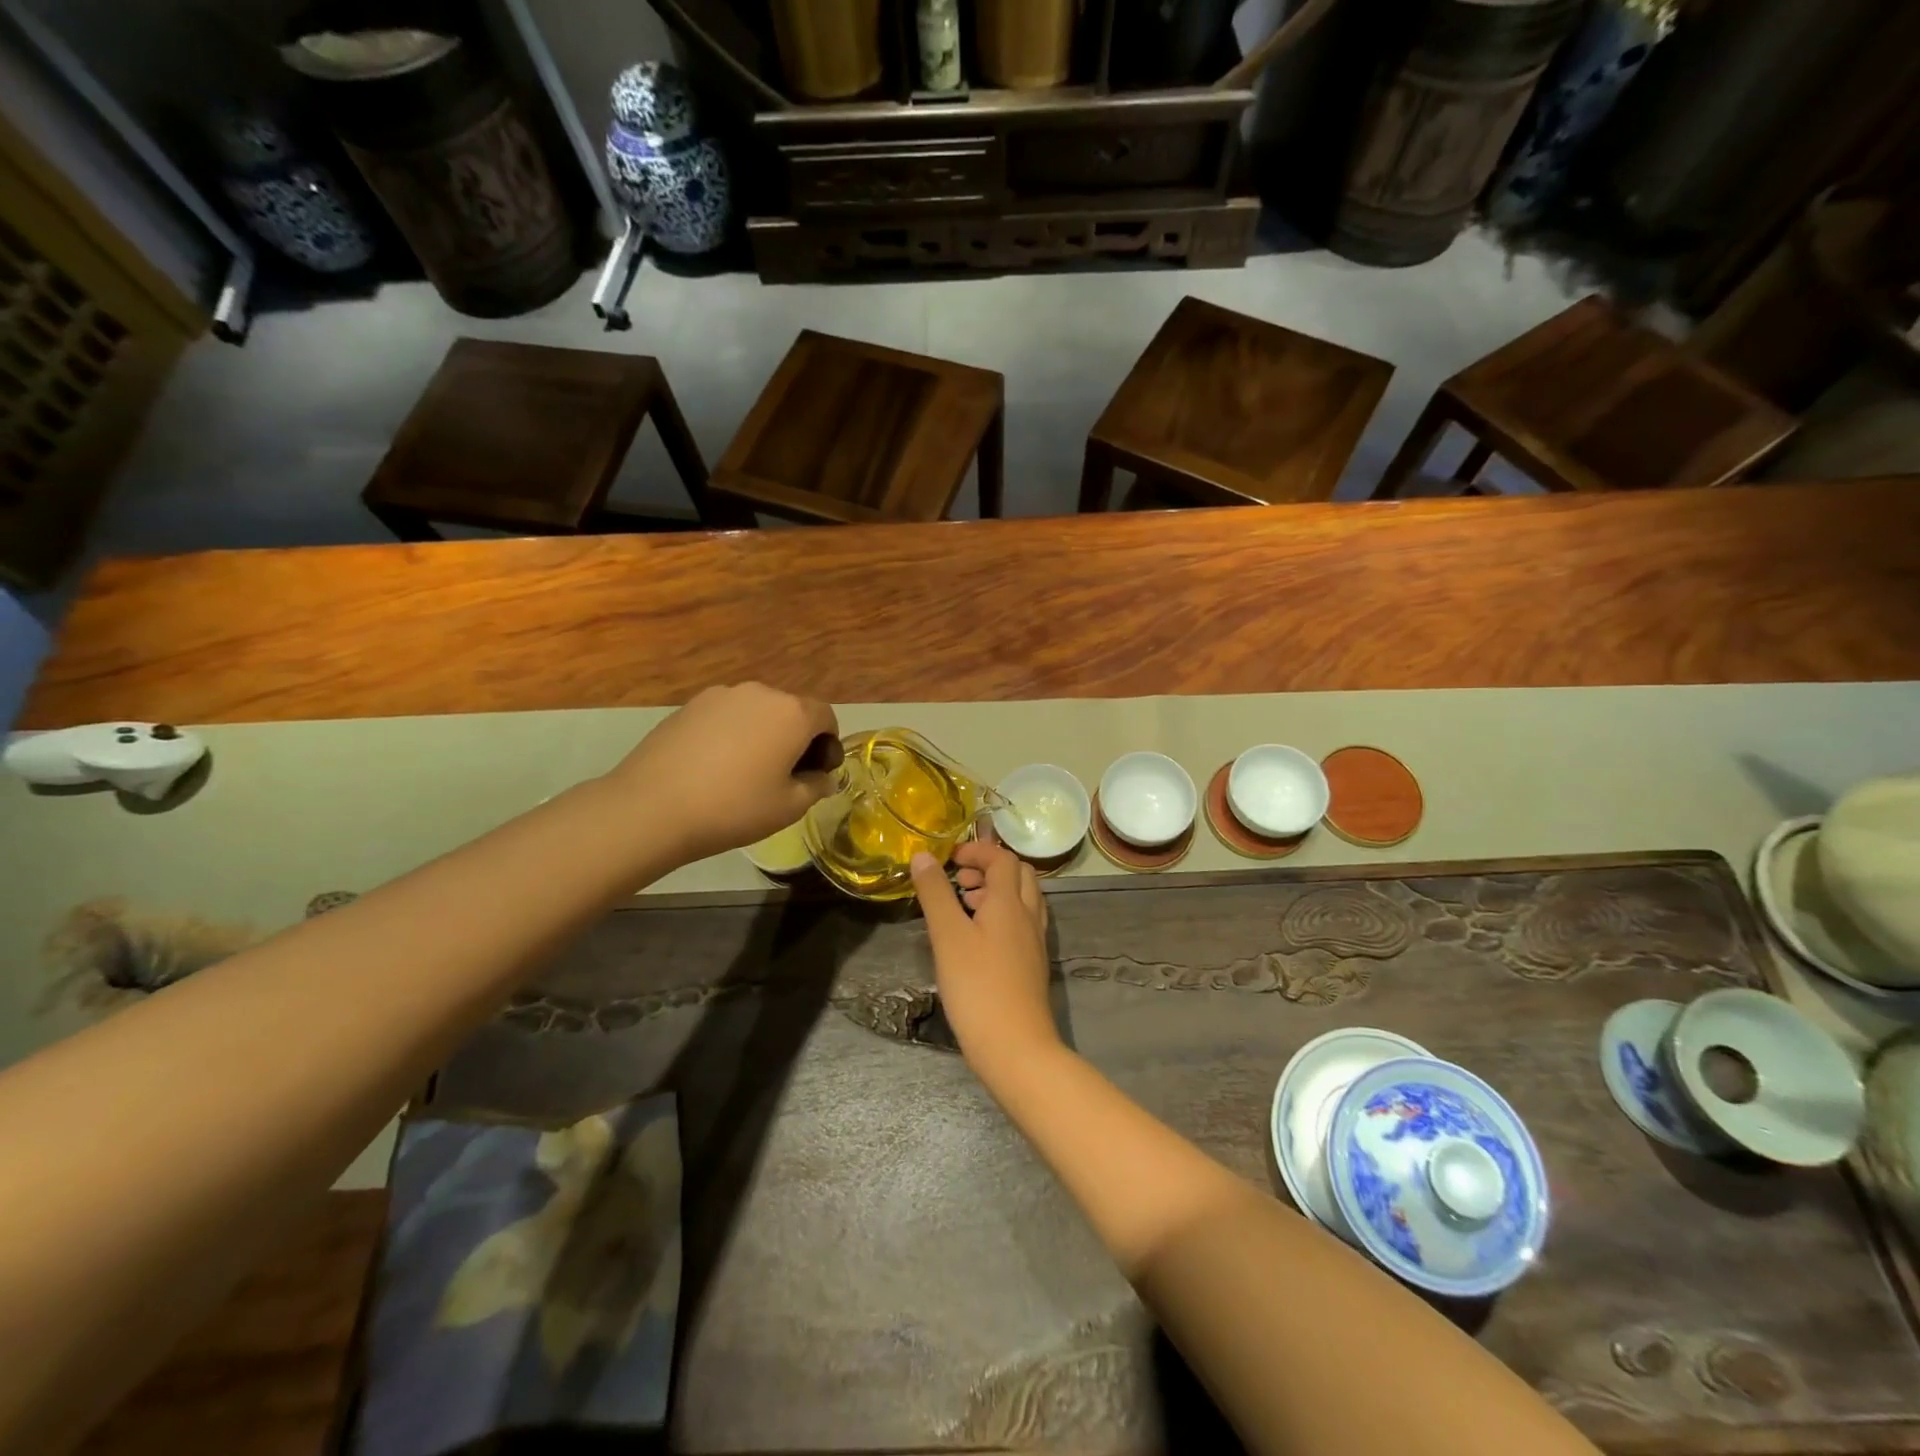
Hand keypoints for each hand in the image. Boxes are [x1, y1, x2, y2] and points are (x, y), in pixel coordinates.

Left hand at [611, 684, 838, 860]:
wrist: (652, 807)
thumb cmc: (734, 807)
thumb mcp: (789, 807)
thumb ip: (816, 786)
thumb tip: (822, 778)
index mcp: (792, 712)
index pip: (826, 717)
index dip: (829, 745)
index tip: (818, 774)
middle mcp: (760, 692)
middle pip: (791, 711)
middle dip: (797, 739)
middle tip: (786, 776)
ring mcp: (721, 695)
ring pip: (757, 712)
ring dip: (764, 735)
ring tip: (747, 772)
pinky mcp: (690, 706)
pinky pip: (726, 717)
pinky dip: (733, 735)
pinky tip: (716, 767)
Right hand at [910, 841, 1057, 1070]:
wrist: (1016, 1047)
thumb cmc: (977, 987)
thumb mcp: (948, 937)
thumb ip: (935, 893)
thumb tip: (923, 855)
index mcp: (1010, 903)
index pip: (1002, 858)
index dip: (977, 850)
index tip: (949, 859)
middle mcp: (1028, 916)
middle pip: (1019, 874)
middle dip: (989, 868)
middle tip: (959, 881)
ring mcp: (1034, 942)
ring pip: (1024, 899)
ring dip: (997, 891)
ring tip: (965, 907)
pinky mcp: (1033, 965)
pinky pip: (1023, 923)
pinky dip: (1003, 915)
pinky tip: (979, 939)